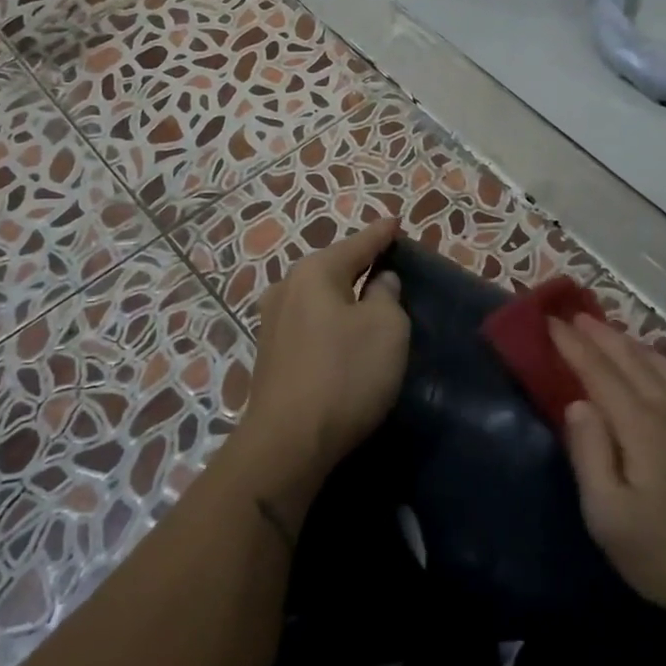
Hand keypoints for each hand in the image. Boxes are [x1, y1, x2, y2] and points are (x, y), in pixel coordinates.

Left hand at [239, 219, 409, 488]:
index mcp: (314, 272)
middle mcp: (286, 288)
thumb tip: (379, 283)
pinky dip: (330, 323)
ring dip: (344, 297)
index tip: (395, 222)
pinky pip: (310, 324)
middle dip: (359, 265)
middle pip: (332, 268)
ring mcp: (272, 323)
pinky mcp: (270, 355)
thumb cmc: (345, 373)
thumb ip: (387, 295)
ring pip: (319, 298)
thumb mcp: (386, 328)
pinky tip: (343, 334)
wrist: (288, 442)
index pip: (357, 244)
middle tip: (387, 263)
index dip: (380, 235)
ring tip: (369, 299)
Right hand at [552, 315, 665, 621]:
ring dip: (633, 344)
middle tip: (575, 316)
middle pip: (632, 361)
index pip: (599, 373)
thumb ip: (590, 454)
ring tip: (613, 333)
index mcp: (641, 427)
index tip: (550, 323)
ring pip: (665, 367)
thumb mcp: (609, 517)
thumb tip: (577, 403)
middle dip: (600, 335)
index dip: (573, 346)